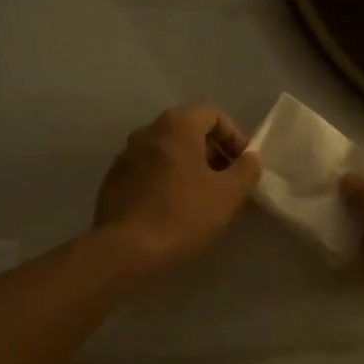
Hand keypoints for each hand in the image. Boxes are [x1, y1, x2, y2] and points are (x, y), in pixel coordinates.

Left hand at [91, 104, 261, 277]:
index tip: (242, 165)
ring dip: (189, 166)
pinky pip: (148, 169)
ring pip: (167, 150)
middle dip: (212, 152)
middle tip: (226, 182)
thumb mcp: (228, 194)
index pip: (213, 114)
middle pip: (188, 130)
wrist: (125, 249)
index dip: (234, 136)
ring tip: (201, 198)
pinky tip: (173, 208)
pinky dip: (166, 179)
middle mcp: (148, 131)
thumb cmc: (183, 215)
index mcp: (176, 125)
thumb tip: (250, 158)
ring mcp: (126, 155)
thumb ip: (246, 170)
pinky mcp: (113, 179)